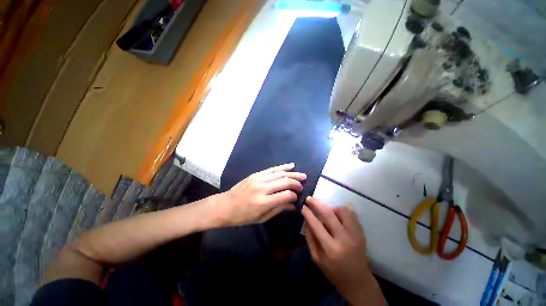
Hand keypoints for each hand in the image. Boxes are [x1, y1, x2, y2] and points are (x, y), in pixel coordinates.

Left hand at [216, 163, 305, 225]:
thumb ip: (279, 209)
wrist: (226, 205)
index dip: (294, 195)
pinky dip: (282, 167)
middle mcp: (262, 188)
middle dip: (296, 183)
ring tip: (302, 175)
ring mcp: (259, 179)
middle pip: (284, 182)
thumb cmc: (243, 216)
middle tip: (303, 185)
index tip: (298, 197)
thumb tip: (294, 205)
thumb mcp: (262, 218)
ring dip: (293, 174)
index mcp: (263, 202)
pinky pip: (272, 169)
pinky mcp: (256, 174)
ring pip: (280, 173)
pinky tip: (291, 165)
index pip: (285, 195)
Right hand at [302, 197, 382, 304]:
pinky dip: (341, 211)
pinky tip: (337, 217)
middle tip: (310, 198)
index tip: (303, 206)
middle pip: (329, 214)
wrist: (357, 280)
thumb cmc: (333, 271)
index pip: (316, 225)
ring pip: (341, 211)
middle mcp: (344, 239)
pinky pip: (351, 214)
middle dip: (317, 203)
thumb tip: (306, 219)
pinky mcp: (361, 232)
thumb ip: (310, 238)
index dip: (308, 213)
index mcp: (331, 249)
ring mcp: (355, 234)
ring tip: (327, 214)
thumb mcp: (316, 258)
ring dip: (331, 208)